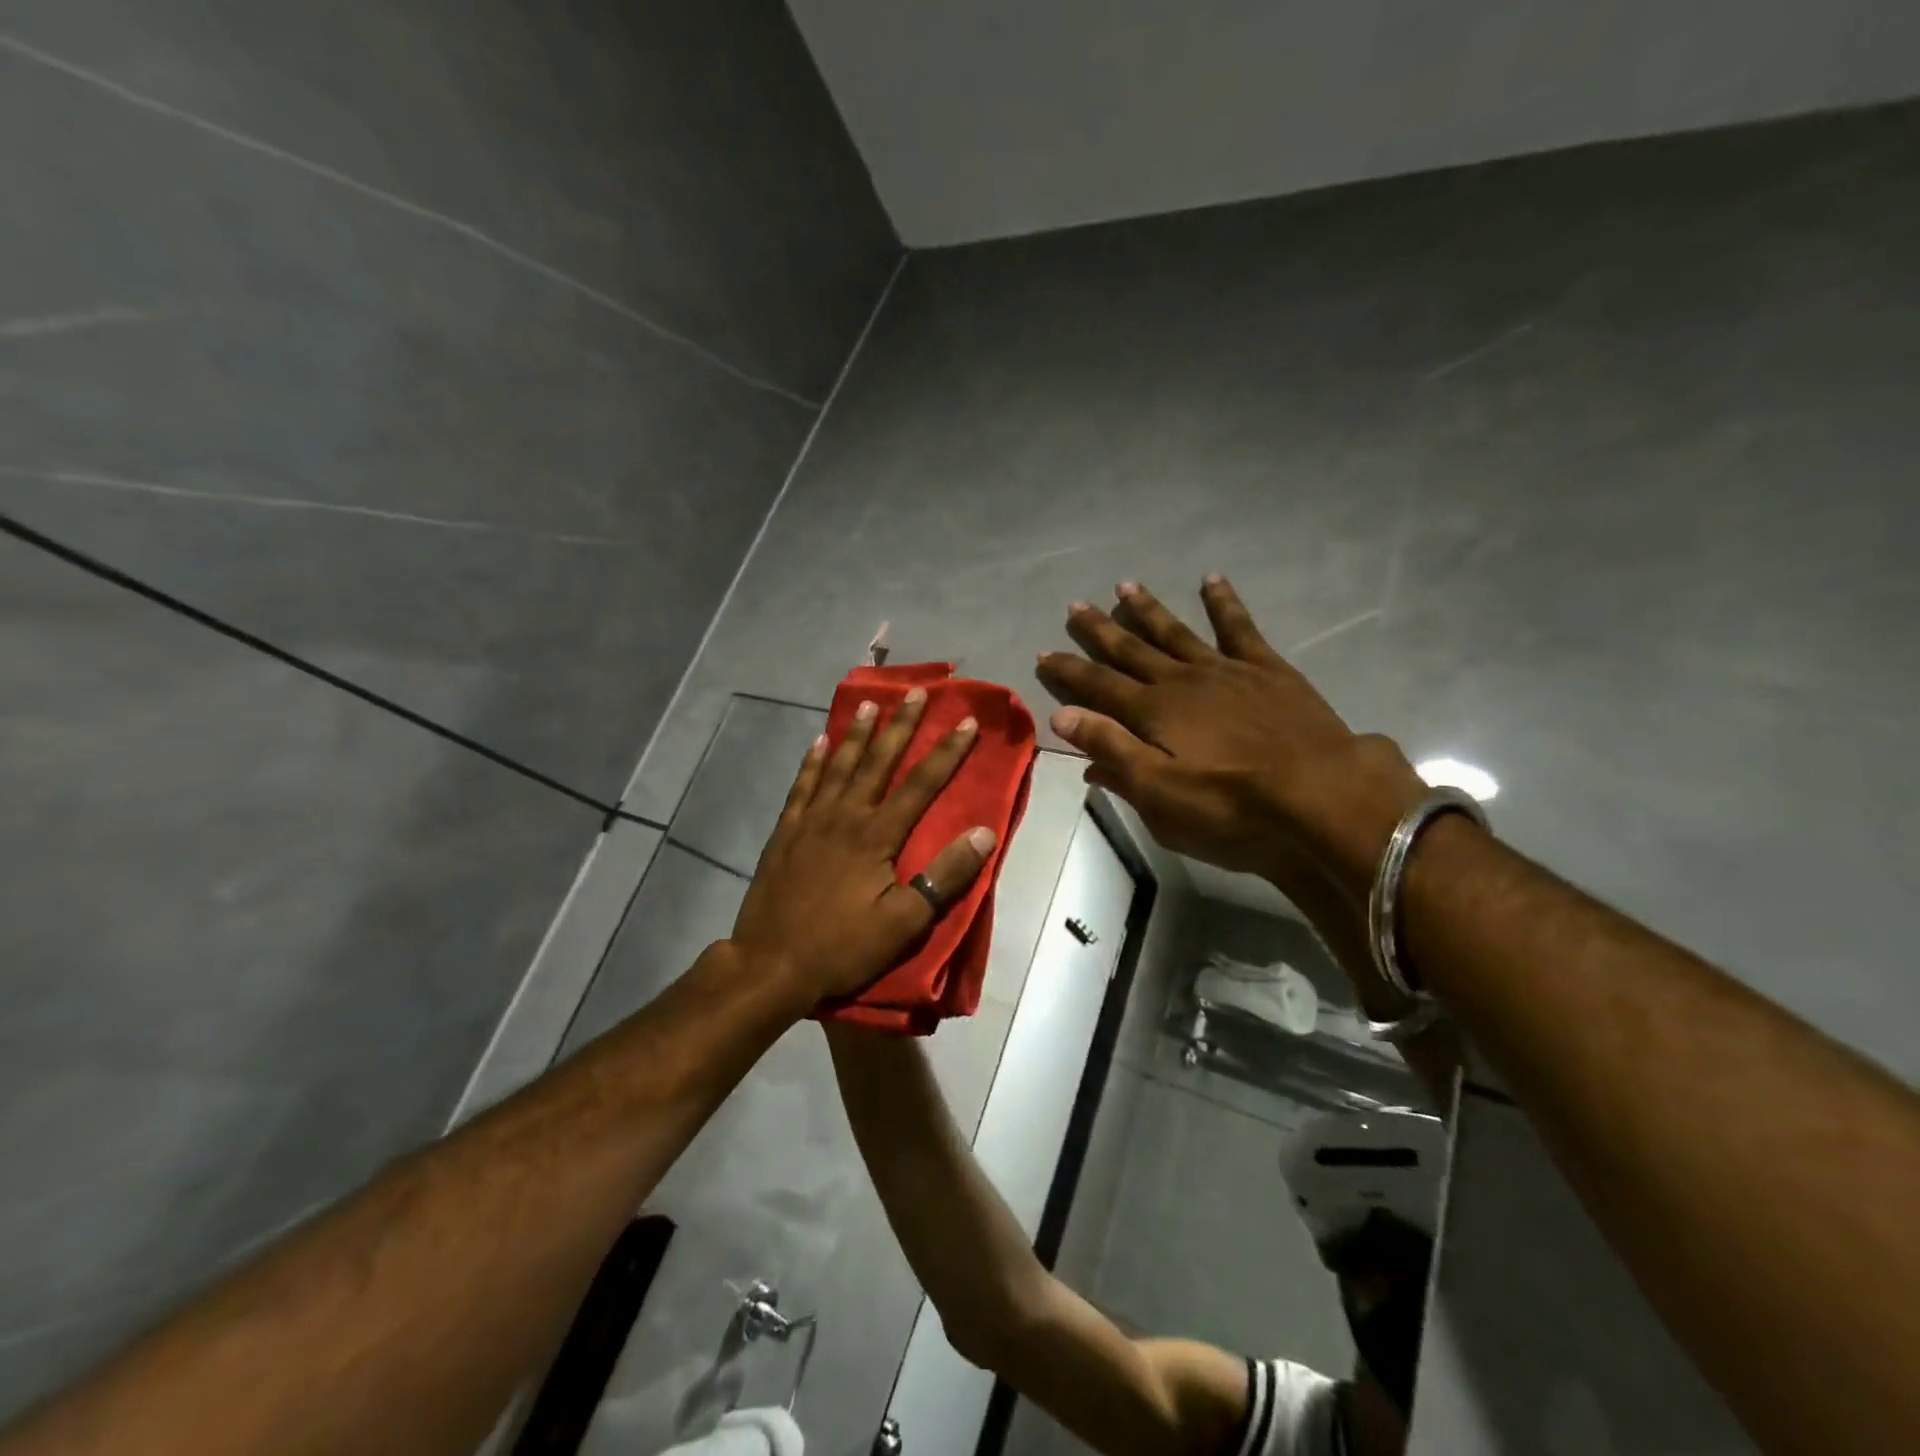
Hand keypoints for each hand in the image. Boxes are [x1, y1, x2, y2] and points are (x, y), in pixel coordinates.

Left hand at [729, 689, 996, 1005]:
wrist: (770, 963)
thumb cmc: (842, 946)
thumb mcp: (904, 922)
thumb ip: (944, 876)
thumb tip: (984, 834)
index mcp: (876, 835)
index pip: (920, 784)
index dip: (946, 752)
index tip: (965, 721)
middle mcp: (844, 815)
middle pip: (878, 761)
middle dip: (901, 726)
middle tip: (915, 692)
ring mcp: (810, 820)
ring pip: (838, 765)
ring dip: (857, 734)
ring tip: (870, 705)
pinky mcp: (785, 832)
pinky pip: (801, 785)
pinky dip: (811, 761)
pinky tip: (818, 741)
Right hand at [1034, 577, 1424, 905]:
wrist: (1321, 794)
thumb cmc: (1231, 806)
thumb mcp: (1158, 792)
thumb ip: (1111, 750)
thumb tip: (1062, 716)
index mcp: (1152, 713)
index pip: (1098, 686)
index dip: (1069, 671)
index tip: (1044, 653)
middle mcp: (1181, 681)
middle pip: (1132, 650)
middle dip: (1100, 630)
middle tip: (1076, 606)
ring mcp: (1225, 670)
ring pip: (1176, 632)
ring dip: (1148, 610)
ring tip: (1125, 585)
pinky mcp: (1266, 669)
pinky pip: (1239, 627)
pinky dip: (1224, 602)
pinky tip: (1211, 580)